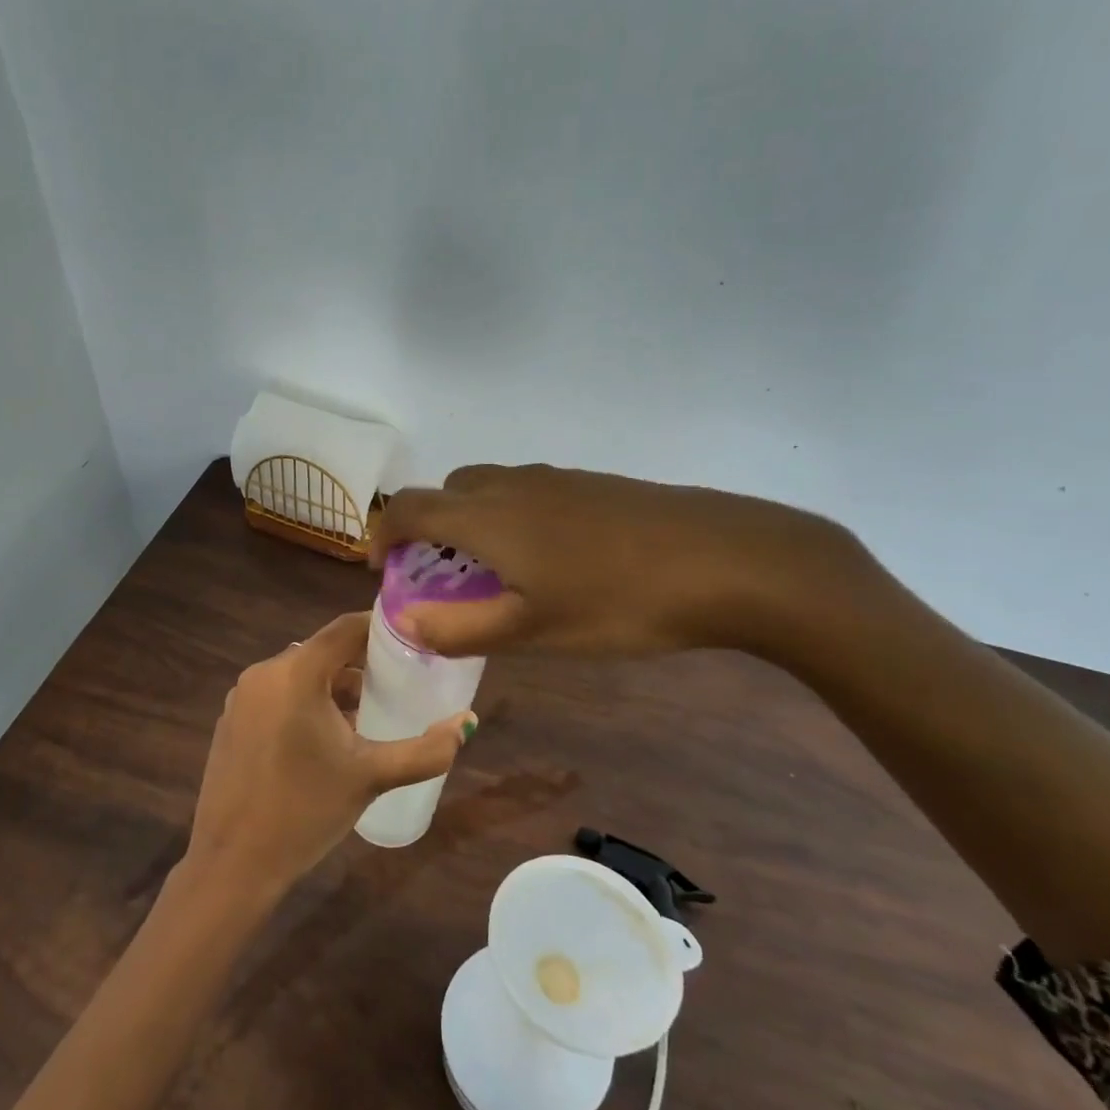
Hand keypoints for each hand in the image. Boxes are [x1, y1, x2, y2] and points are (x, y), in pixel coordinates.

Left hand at [186, 612, 472, 895]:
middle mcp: (263, 673)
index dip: (380, 630)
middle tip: (396, 687)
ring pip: (299, 674)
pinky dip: (304, 703)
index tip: (412, 643)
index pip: (345, 629)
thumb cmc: (306, 811)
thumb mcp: (372, 777)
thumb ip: (426, 749)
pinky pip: (276, 695)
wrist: (234, 863)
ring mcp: (241, 697)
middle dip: (360, 665)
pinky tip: (323, 740)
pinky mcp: (231, 720)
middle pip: (322, 652)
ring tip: (365, 718)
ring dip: (332, 687)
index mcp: (296, 673)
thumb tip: (468, 722)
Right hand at [371, 463, 860, 658]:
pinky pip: (526, 491)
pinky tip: (549, 560)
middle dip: (428, 529)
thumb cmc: (618, 603)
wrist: (727, 560)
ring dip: (470, 523)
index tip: (385, 571)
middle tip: (443, 578)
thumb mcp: (533, 631)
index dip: (383, 534)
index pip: (408, 508)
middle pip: (446, 491)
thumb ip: (461, 629)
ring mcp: (555, 478)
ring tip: (495, 574)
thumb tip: (407, 622)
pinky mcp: (591, 483)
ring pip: (488, 489)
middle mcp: (511, 485)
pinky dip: (509, 518)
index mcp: (486, 517)